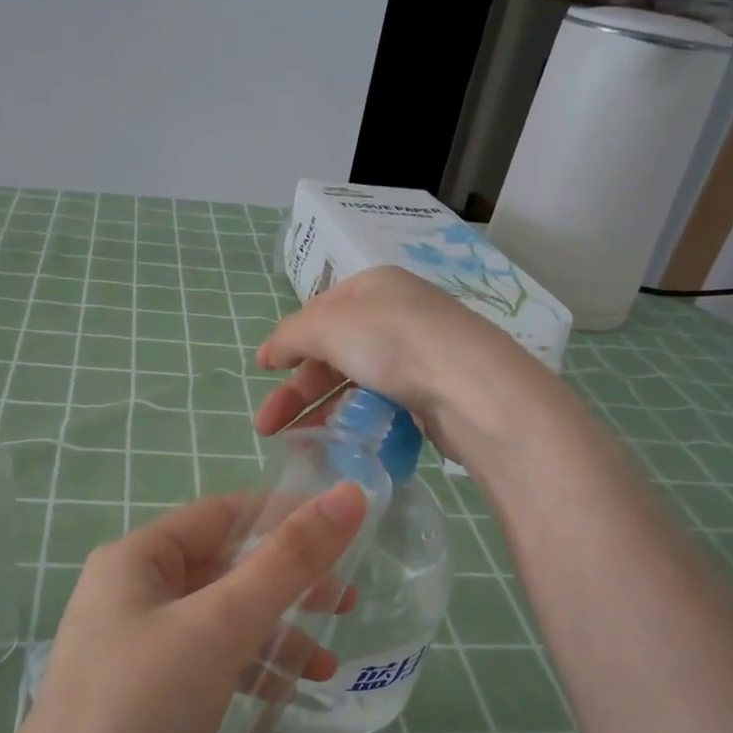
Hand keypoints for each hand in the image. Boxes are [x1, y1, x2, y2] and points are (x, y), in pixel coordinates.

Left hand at [12, 484, 366, 732]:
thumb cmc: (140, 708)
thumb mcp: (221, 624)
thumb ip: (288, 560)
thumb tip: (348, 494)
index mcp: (137, 559)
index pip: (222, 514)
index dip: (283, 515)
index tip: (345, 531)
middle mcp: (133, 594)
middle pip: (225, 568)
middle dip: (287, 584)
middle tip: (346, 603)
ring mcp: (138, 649)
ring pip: (222, 621)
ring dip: (275, 635)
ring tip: (325, 667)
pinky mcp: (147, 698)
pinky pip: (210, 664)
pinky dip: (249, 671)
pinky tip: (283, 696)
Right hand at [253, 267, 553, 465]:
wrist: (470, 389)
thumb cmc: (393, 342)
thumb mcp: (327, 325)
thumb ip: (290, 336)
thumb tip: (267, 352)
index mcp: (373, 287)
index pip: (319, 312)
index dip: (288, 341)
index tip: (262, 371)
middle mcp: (396, 316)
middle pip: (332, 352)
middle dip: (296, 390)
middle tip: (267, 427)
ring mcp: (416, 356)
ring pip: (354, 383)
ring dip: (320, 412)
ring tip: (295, 444)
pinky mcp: (430, 394)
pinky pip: (380, 406)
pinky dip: (354, 422)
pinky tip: (338, 443)